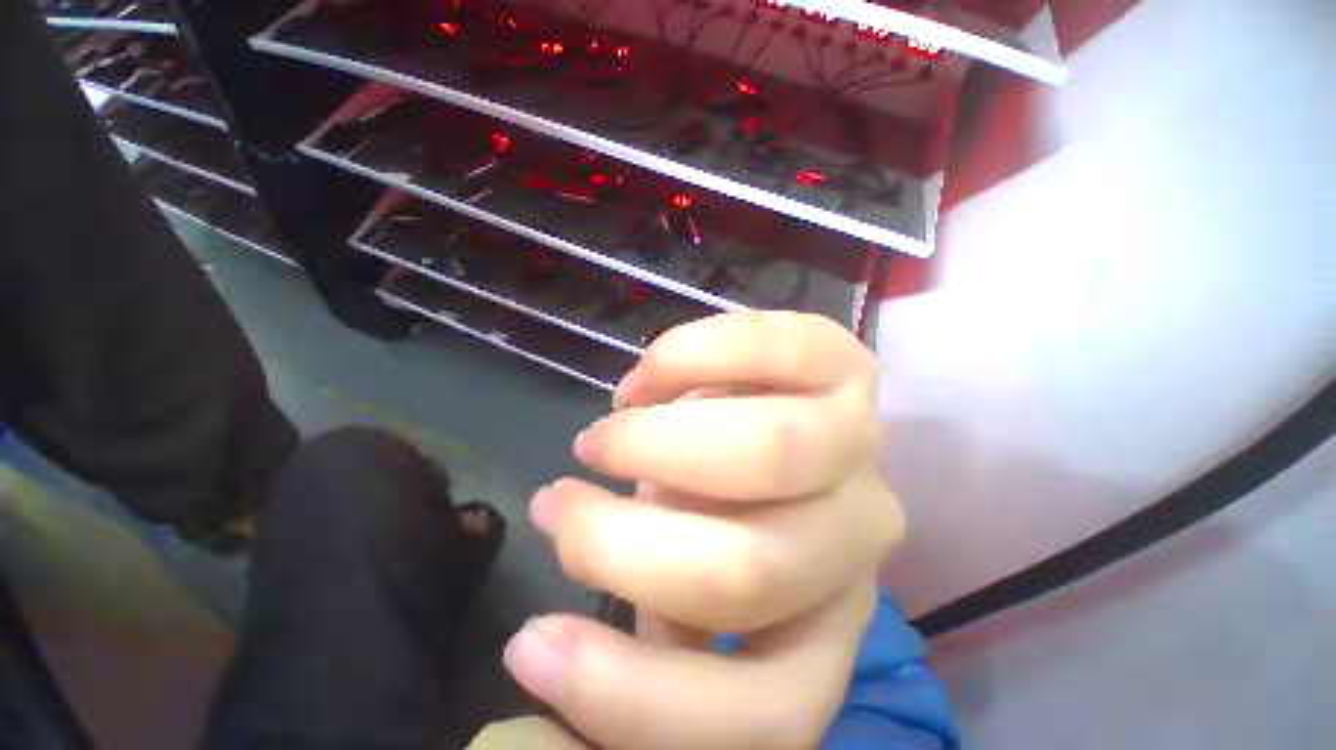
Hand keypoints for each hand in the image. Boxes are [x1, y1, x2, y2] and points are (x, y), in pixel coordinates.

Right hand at [502, 312, 904, 749]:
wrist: (778, 423)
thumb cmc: (727, 513)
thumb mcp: (679, 587)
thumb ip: (640, 624)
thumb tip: (540, 653)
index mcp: (823, 628)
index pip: (759, 712)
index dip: (631, 697)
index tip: (529, 645)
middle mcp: (856, 542)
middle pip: (749, 568)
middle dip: (621, 540)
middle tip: (559, 499)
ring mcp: (858, 445)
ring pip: (770, 450)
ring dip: (657, 440)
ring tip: (607, 427)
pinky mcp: (844, 366)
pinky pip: (778, 348)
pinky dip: (694, 356)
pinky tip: (650, 376)